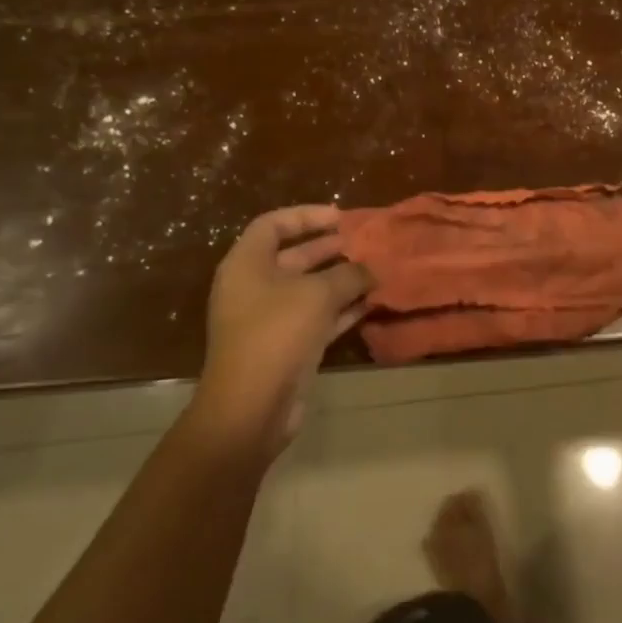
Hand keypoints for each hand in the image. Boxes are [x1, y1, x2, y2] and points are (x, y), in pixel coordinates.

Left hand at [195, 206, 372, 459]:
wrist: (251, 407)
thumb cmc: (278, 333)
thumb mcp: (319, 294)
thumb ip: (348, 274)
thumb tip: (370, 269)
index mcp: (247, 264)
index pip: (273, 225)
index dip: (306, 216)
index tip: (340, 217)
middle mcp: (253, 287)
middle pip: (293, 256)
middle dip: (328, 248)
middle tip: (363, 243)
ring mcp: (267, 320)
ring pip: (307, 289)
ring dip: (340, 280)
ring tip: (374, 271)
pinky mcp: (284, 347)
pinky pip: (315, 318)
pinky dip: (340, 310)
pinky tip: (370, 304)